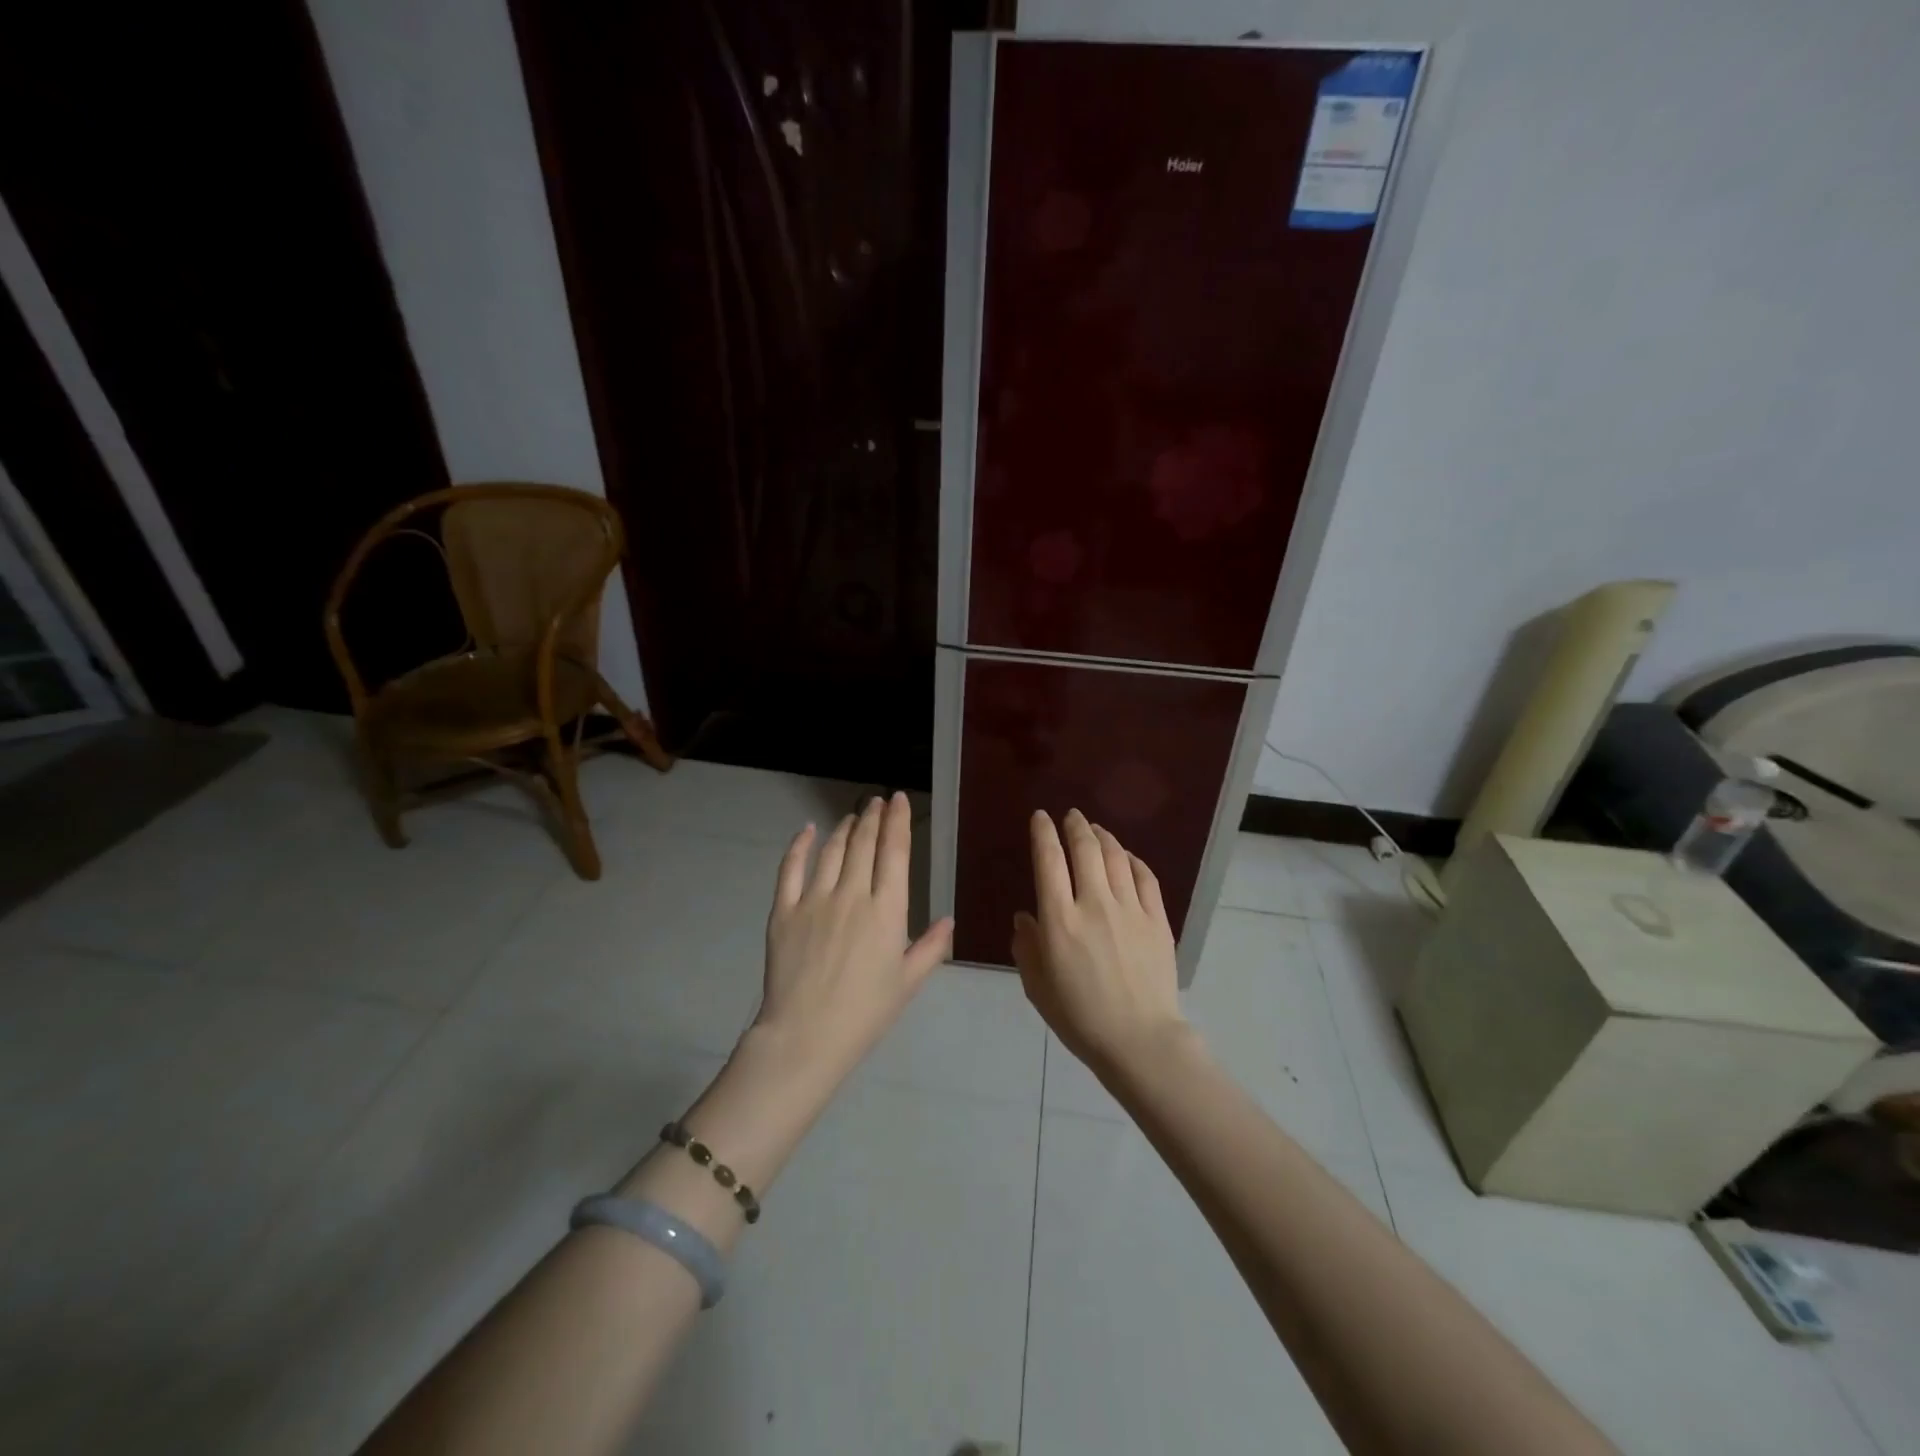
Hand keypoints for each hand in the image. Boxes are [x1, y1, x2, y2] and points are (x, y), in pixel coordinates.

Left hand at [754, 792, 953, 1089]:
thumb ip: (930, 947)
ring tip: (853, 815)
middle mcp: (852, 895)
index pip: (894, 853)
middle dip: (873, 817)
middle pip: (864, 844)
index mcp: (886, 911)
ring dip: (844, 828)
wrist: (806, 1036)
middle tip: (877, 801)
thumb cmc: (864, 1013)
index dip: (897, 822)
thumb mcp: (907, 983)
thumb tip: (948, 919)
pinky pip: (791, 868)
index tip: (898, 801)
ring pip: (832, 851)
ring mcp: (814, 900)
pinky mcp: (784, 911)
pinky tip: (807, 830)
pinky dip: (800, 845)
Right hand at [1012, 809, 1187, 1073]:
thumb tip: (1025, 918)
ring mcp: (1129, 909)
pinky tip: (1127, 857)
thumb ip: (1027, 947)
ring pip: (1116, 857)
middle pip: (1085, 849)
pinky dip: (1133, 860)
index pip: (1049, 861)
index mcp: (1059, 920)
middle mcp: (1094, 904)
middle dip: (1075, 826)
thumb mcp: (1037, 987)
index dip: (1044, 833)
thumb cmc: (1080, 1018)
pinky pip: (1145, 877)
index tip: (1041, 817)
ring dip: (1103, 837)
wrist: (1139, 1040)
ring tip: (1096, 830)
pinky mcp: (1156, 919)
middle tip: (1071, 816)